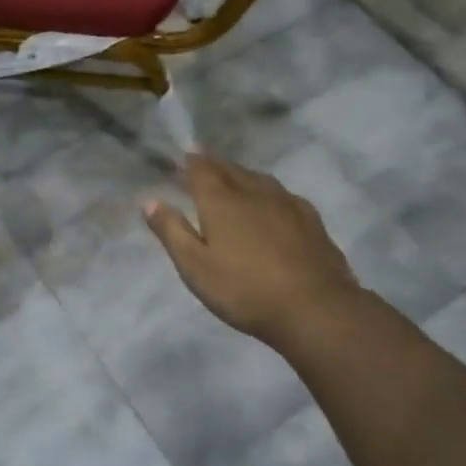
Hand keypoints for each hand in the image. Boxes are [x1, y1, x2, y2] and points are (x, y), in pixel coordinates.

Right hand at [143, 154, 363, 350]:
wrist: (315, 308)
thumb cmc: (244, 290)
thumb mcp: (195, 266)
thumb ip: (171, 231)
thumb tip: (149, 200)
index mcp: (221, 201)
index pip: (201, 170)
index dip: (190, 162)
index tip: (182, 156)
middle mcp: (254, 193)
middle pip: (230, 169)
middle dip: (214, 164)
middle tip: (202, 161)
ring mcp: (287, 204)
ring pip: (259, 179)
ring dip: (241, 174)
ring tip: (233, 177)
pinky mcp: (311, 220)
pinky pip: (283, 194)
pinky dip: (268, 191)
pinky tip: (272, 202)